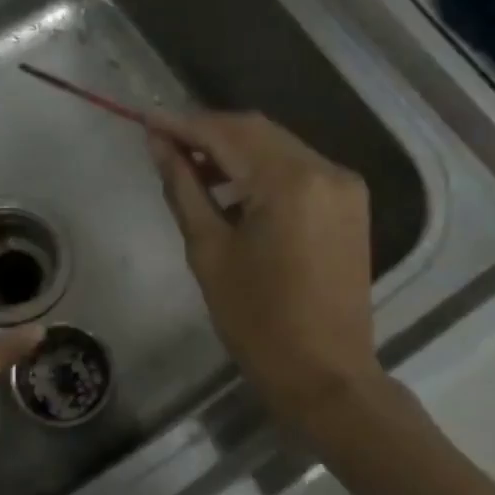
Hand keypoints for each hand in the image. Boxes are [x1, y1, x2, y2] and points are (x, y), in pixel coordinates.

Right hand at [150, 112, 383, 423]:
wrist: (325, 374)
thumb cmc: (258, 322)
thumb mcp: (209, 252)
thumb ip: (185, 188)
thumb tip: (160, 144)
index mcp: (290, 182)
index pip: (227, 134)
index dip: (182, 125)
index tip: (145, 120)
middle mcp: (325, 170)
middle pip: (256, 131)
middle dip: (208, 132)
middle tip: (163, 143)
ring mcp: (344, 186)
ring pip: (277, 147)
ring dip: (234, 150)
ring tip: (190, 166)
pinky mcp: (349, 204)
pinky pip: (297, 170)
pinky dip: (261, 170)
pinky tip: (231, 187)